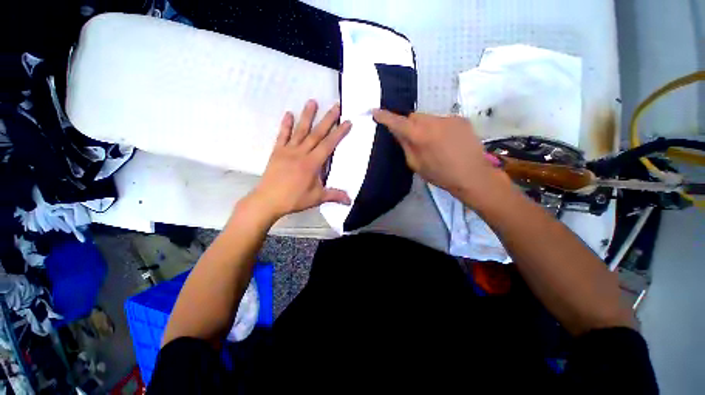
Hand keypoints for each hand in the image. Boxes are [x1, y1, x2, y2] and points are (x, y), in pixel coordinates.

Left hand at [248, 100, 351, 220]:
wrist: (267, 200)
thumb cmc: (294, 199)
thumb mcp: (316, 198)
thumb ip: (334, 195)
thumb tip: (350, 200)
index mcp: (312, 163)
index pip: (328, 145)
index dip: (339, 133)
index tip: (347, 122)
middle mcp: (301, 153)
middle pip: (316, 133)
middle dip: (327, 119)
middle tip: (335, 105)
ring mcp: (288, 150)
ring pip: (300, 130)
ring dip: (307, 116)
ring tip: (312, 101)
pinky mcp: (277, 152)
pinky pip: (282, 136)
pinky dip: (286, 125)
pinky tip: (289, 114)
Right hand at [372, 110, 507, 205]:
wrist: (472, 175)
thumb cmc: (440, 175)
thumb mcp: (416, 164)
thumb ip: (405, 145)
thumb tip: (397, 132)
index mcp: (420, 136)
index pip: (398, 122)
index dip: (385, 117)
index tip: (375, 111)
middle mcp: (434, 121)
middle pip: (414, 116)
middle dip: (409, 124)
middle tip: (412, 138)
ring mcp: (449, 118)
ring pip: (428, 118)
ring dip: (424, 126)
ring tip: (432, 142)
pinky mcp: (461, 119)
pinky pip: (442, 120)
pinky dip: (438, 127)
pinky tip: (445, 141)